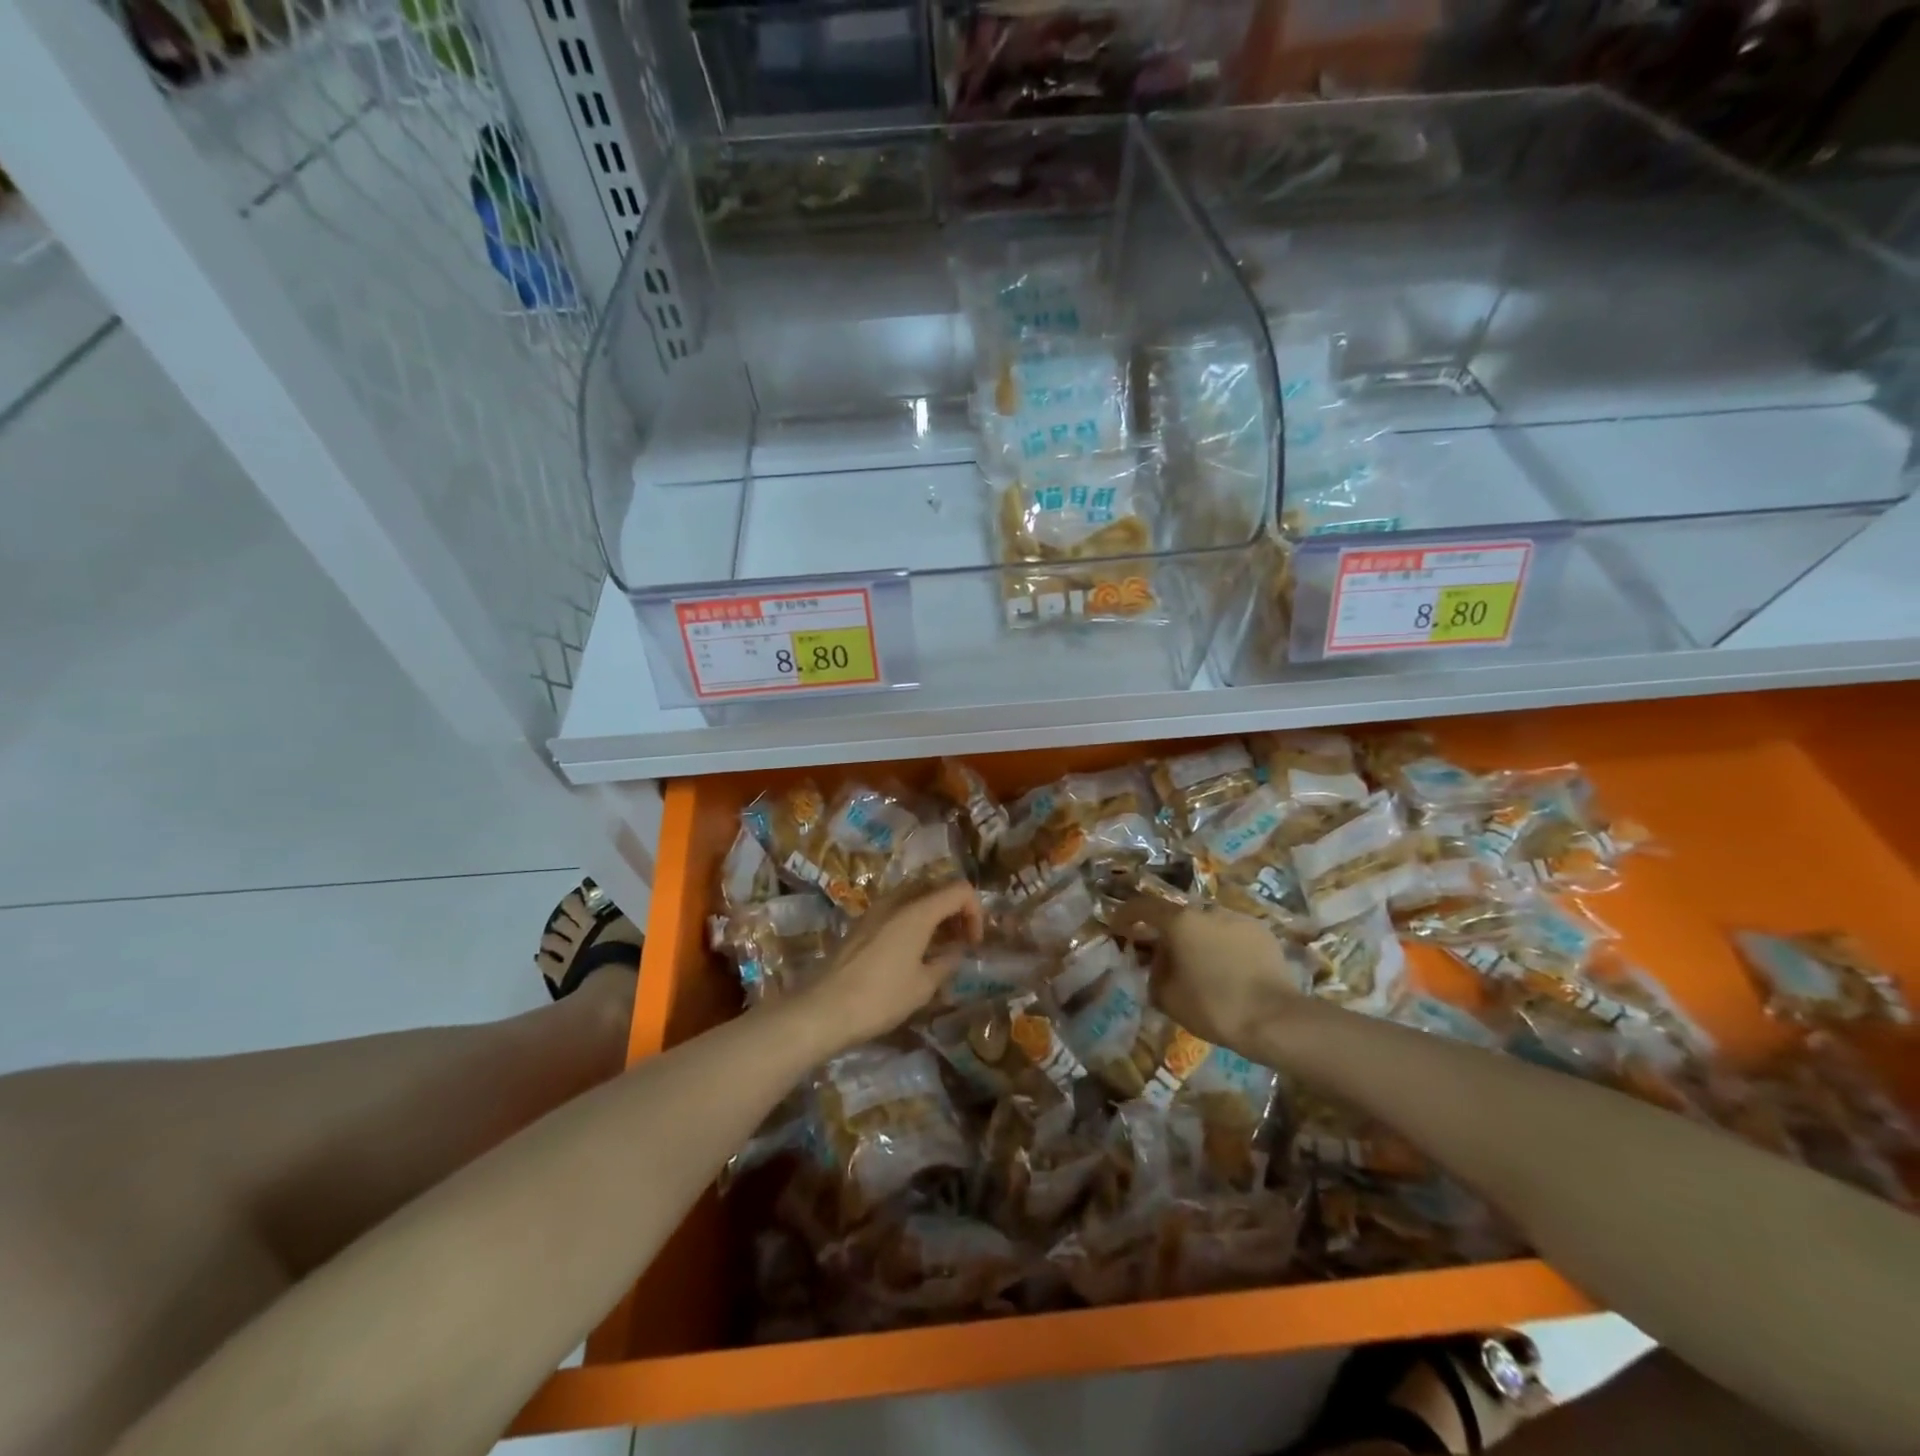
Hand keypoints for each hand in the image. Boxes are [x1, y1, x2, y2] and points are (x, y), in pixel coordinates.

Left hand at [797, 881, 983, 1050]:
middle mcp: (897, 901)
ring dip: (933, 913)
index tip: (973, 943)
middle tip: (960, 940)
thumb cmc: (880, 998)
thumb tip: (956, 952)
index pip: (959, 890)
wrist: (824, 1009)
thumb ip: (946, 962)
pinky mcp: (862, 923)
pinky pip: (897, 908)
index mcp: (917, 911)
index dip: (975, 912)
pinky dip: (913, 919)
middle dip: (955, 909)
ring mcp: (876, 909)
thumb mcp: (923, 986)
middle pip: (936, 886)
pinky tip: (912, 951)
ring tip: (938, 946)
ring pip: (915, 895)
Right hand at [1111, 896, 1306, 1056]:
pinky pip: (1231, 934)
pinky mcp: (1262, 932)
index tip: (1118, 926)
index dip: (1126, 914)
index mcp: (1180, 921)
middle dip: (1167, 933)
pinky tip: (1227, 970)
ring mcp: (1238, 918)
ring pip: (1207, 924)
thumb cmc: (1213, 1007)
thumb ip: (1154, 973)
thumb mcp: (1167, 997)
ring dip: (1197, 939)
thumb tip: (1158, 962)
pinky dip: (1222, 946)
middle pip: (1178, 916)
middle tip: (1163, 956)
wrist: (1275, 1019)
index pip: (1143, 906)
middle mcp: (1207, 910)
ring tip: (1200, 966)